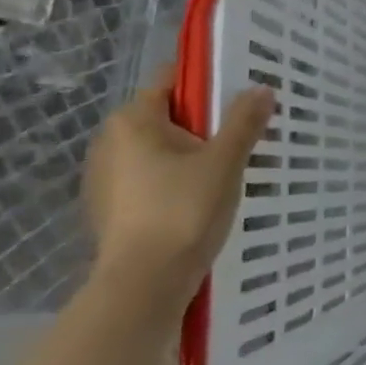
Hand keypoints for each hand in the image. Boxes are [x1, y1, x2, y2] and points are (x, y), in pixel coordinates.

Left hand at [82, 64, 273, 311]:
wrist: (144, 285)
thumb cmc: (183, 210)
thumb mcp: (225, 161)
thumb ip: (244, 121)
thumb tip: (262, 89)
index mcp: (133, 121)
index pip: (170, 79)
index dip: (206, 80)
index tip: (238, 93)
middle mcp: (109, 142)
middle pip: (164, 115)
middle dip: (201, 121)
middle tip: (240, 134)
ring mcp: (104, 178)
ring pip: (156, 150)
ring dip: (187, 153)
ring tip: (225, 169)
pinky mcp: (108, 209)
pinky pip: (147, 178)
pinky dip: (172, 180)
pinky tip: (198, 199)